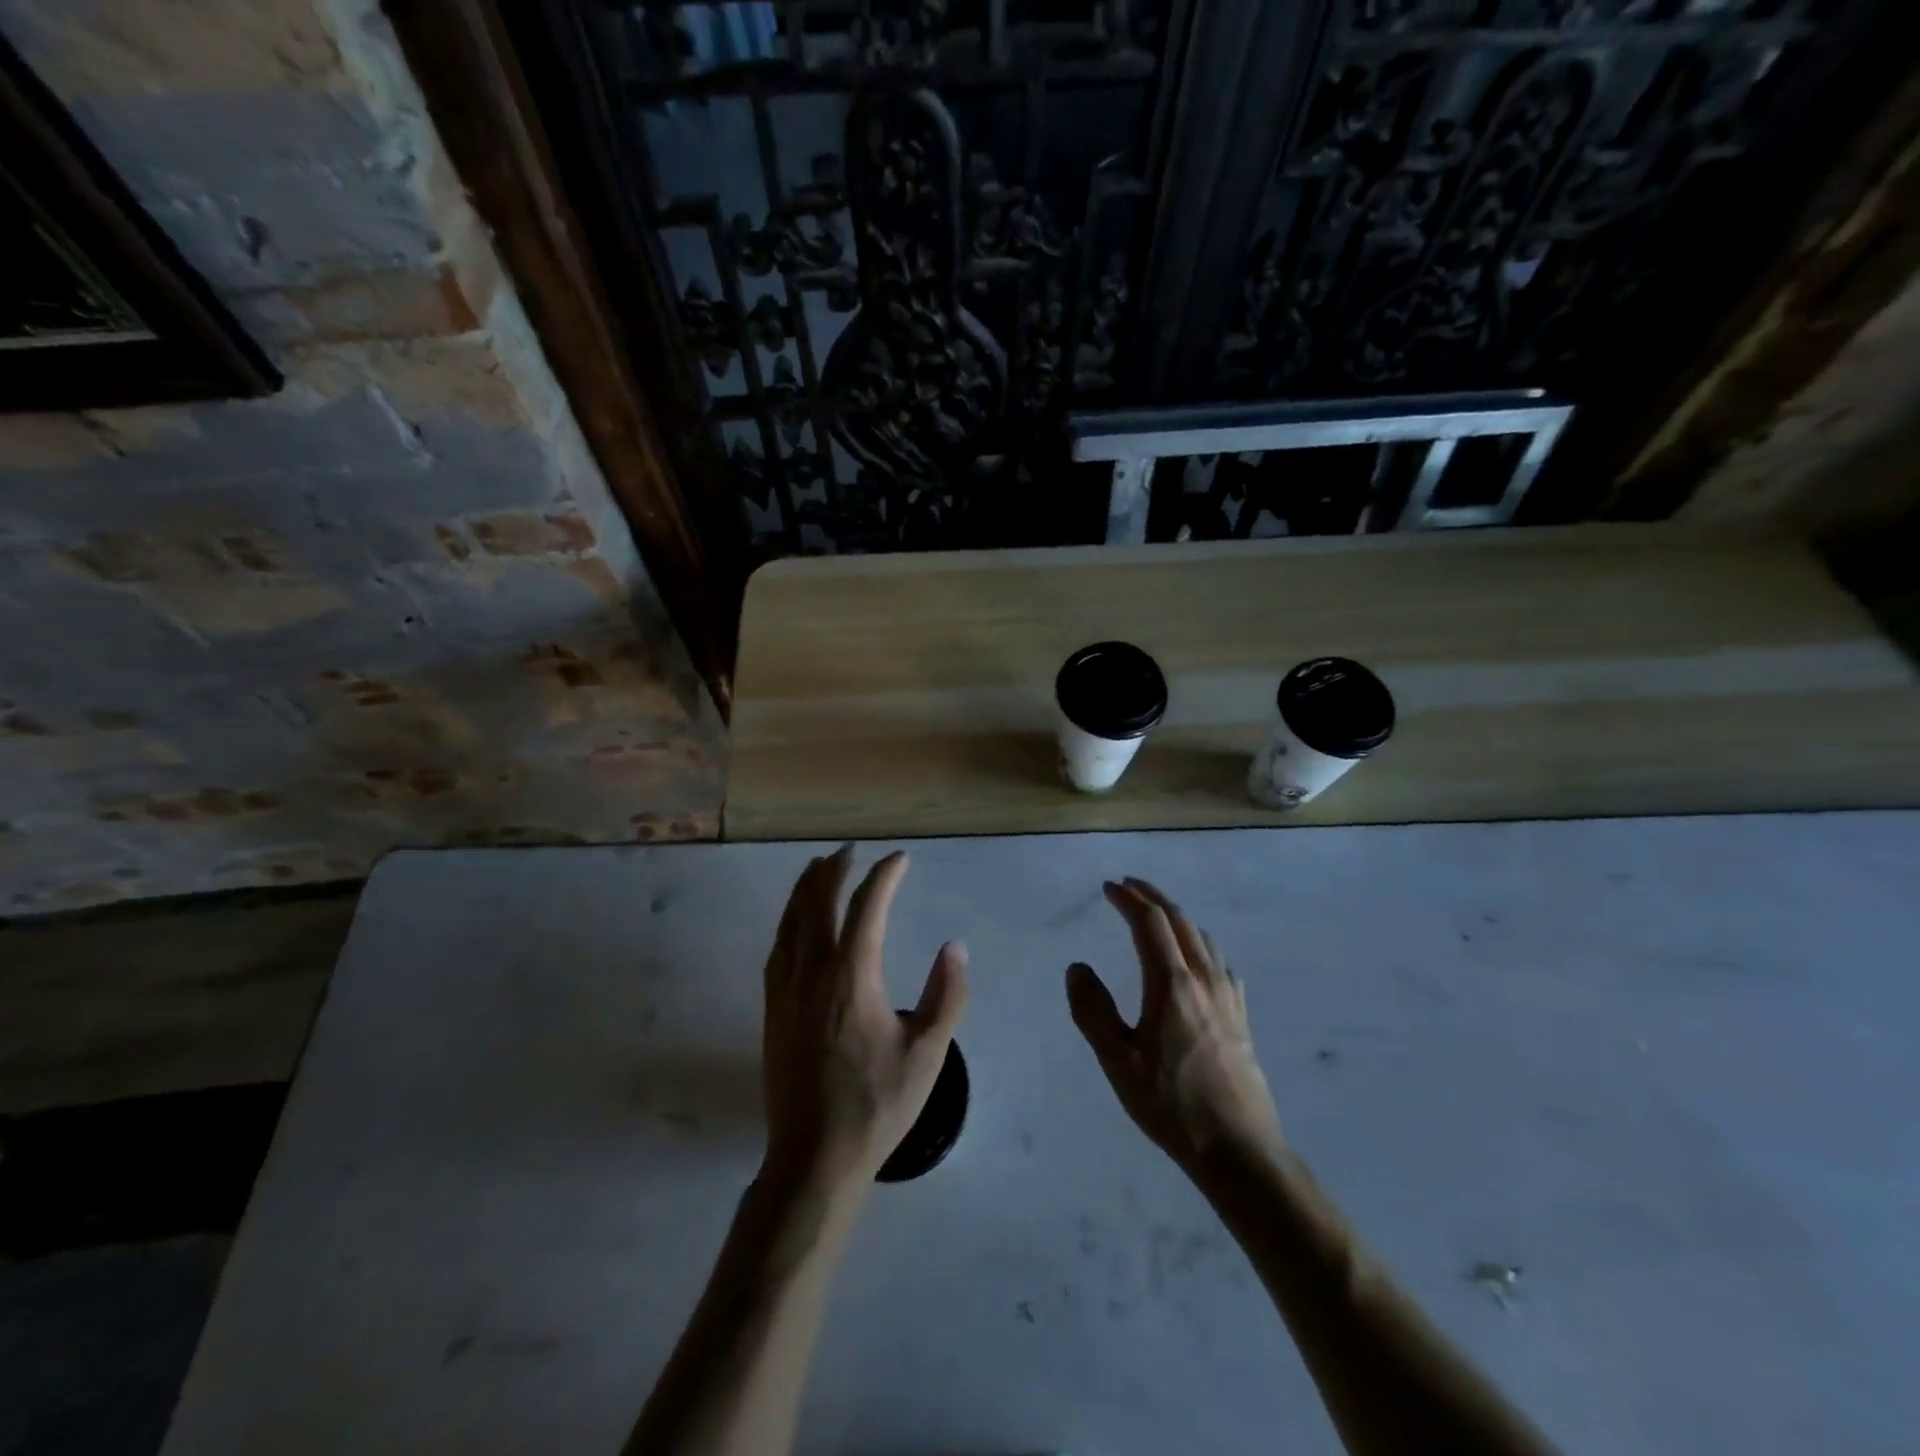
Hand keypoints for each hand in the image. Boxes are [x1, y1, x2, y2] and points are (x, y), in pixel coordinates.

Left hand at [760, 846, 968, 1195]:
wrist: (814, 1157)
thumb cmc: (877, 1105)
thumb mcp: (928, 1054)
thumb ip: (947, 995)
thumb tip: (954, 948)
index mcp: (852, 977)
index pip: (867, 907)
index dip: (884, 876)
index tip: (900, 859)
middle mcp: (813, 972)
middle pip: (818, 902)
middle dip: (834, 869)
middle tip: (850, 850)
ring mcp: (786, 990)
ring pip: (791, 921)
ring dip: (806, 888)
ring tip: (818, 868)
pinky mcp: (773, 1009)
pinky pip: (778, 947)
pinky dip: (789, 920)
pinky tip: (795, 922)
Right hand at [1067, 878, 1285, 1173]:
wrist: (1239, 1149)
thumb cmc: (1171, 1104)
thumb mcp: (1117, 1061)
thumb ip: (1092, 1010)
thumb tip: (1077, 967)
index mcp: (1171, 983)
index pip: (1150, 922)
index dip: (1128, 899)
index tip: (1108, 887)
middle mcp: (1203, 978)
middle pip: (1180, 920)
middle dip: (1153, 897)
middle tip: (1129, 886)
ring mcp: (1228, 996)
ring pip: (1203, 938)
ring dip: (1177, 917)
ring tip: (1157, 916)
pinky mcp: (1241, 1017)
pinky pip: (1220, 962)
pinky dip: (1200, 944)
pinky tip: (1197, 960)